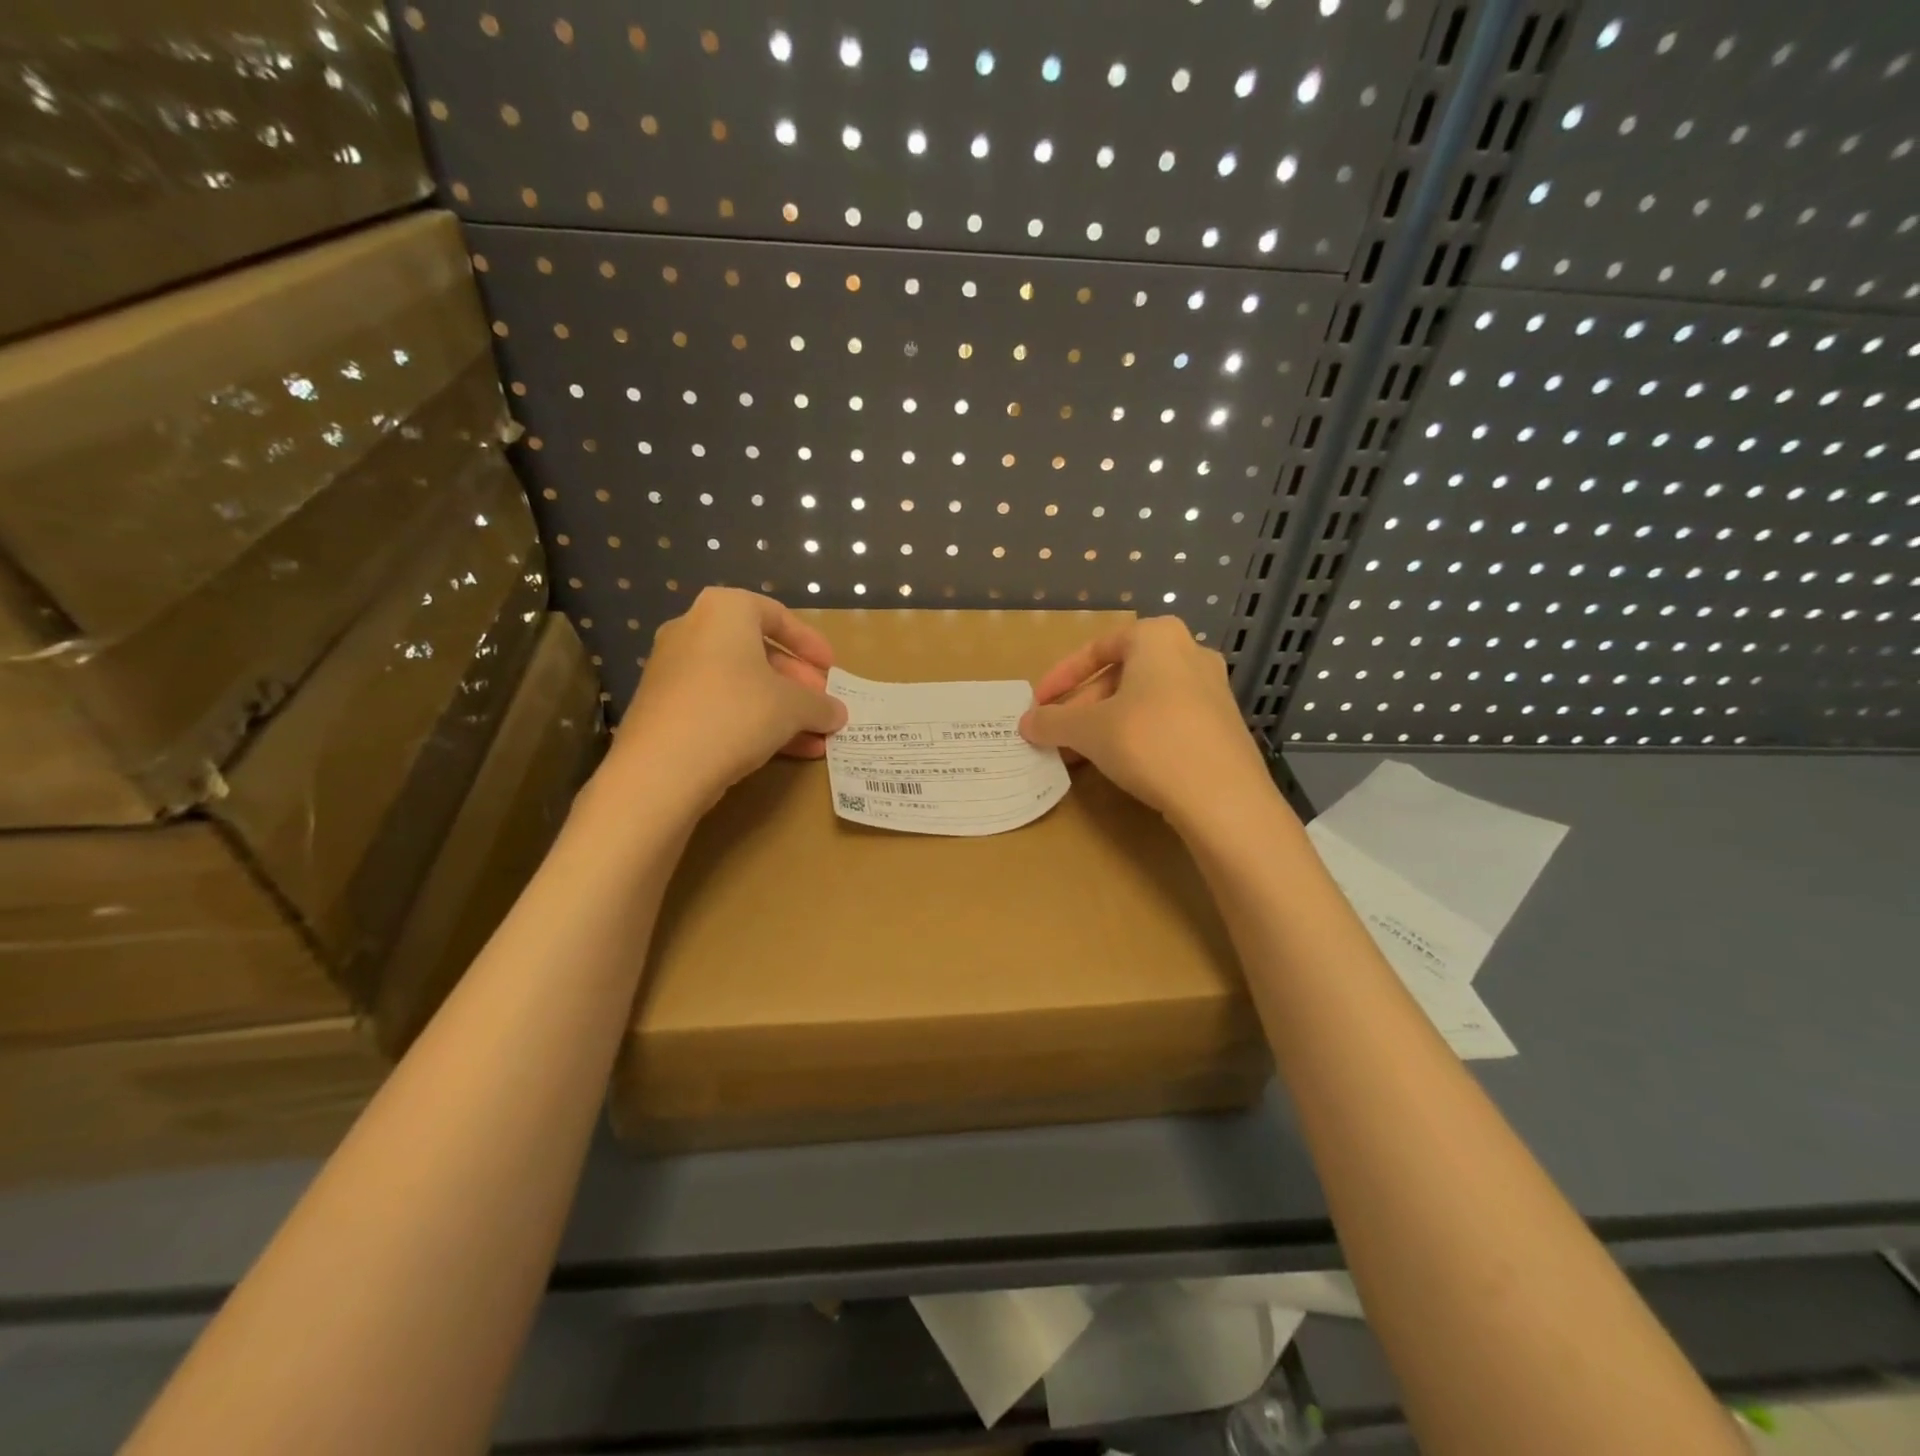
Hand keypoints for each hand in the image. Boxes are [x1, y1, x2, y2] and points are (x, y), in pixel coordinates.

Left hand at [607, 588, 845, 811]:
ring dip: (779, 708)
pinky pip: (718, 705)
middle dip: (796, 682)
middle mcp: (692, 630)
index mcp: (724, 611)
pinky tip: (783, 751)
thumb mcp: (793, 707)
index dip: (810, 642)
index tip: (831, 668)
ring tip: (813, 736)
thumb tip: (837, 713)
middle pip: (757, 652)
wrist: (661, 769)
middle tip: (822, 705)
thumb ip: (820, 705)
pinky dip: (751, 721)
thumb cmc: (736, 713)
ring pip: (739, 684)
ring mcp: (672, 670)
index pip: (776, 615)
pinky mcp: (663, 708)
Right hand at [1018, 617, 1274, 831]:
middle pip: (1120, 676)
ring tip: (1080, 754)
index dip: (1061, 677)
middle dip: (1082, 706)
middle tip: (1057, 735)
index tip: (1039, 704)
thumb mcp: (1088, 730)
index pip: (1097, 648)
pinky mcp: (1222, 726)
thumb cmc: (1149, 742)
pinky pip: (1167, 721)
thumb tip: (1027, 723)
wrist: (1223, 798)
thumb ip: (1052, 721)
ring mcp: (1212, 691)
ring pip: (1143, 701)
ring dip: (1105, 724)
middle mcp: (1190, 653)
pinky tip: (1118, 765)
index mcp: (1158, 637)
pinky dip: (1136, 736)